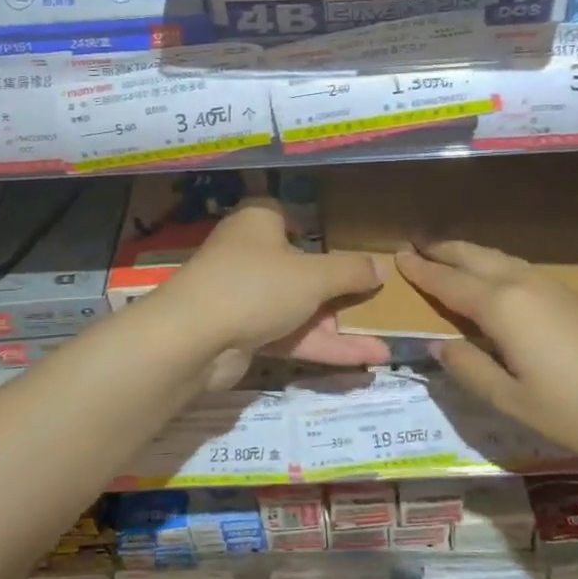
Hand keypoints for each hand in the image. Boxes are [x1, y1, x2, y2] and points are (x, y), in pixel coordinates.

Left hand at [166, 199, 390, 383]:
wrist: (193, 339)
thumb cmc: (256, 285)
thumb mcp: (314, 275)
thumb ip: (350, 271)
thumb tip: (381, 267)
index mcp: (260, 223)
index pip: (287, 217)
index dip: (314, 229)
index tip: (345, 247)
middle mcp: (250, 254)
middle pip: (301, 268)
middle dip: (340, 291)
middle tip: (376, 304)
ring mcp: (246, 297)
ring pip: (300, 308)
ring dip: (339, 328)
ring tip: (384, 348)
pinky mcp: (245, 333)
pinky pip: (291, 336)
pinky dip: (322, 347)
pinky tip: (363, 362)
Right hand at [395, 239, 577, 469]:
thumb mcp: (513, 402)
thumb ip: (469, 370)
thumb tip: (438, 346)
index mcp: (502, 307)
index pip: (449, 282)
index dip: (421, 272)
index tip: (397, 258)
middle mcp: (523, 285)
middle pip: (474, 257)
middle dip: (443, 250)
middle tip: (416, 246)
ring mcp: (551, 286)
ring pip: (499, 257)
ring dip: (469, 253)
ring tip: (448, 255)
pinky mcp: (572, 296)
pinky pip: (518, 267)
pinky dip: (493, 263)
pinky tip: (495, 277)